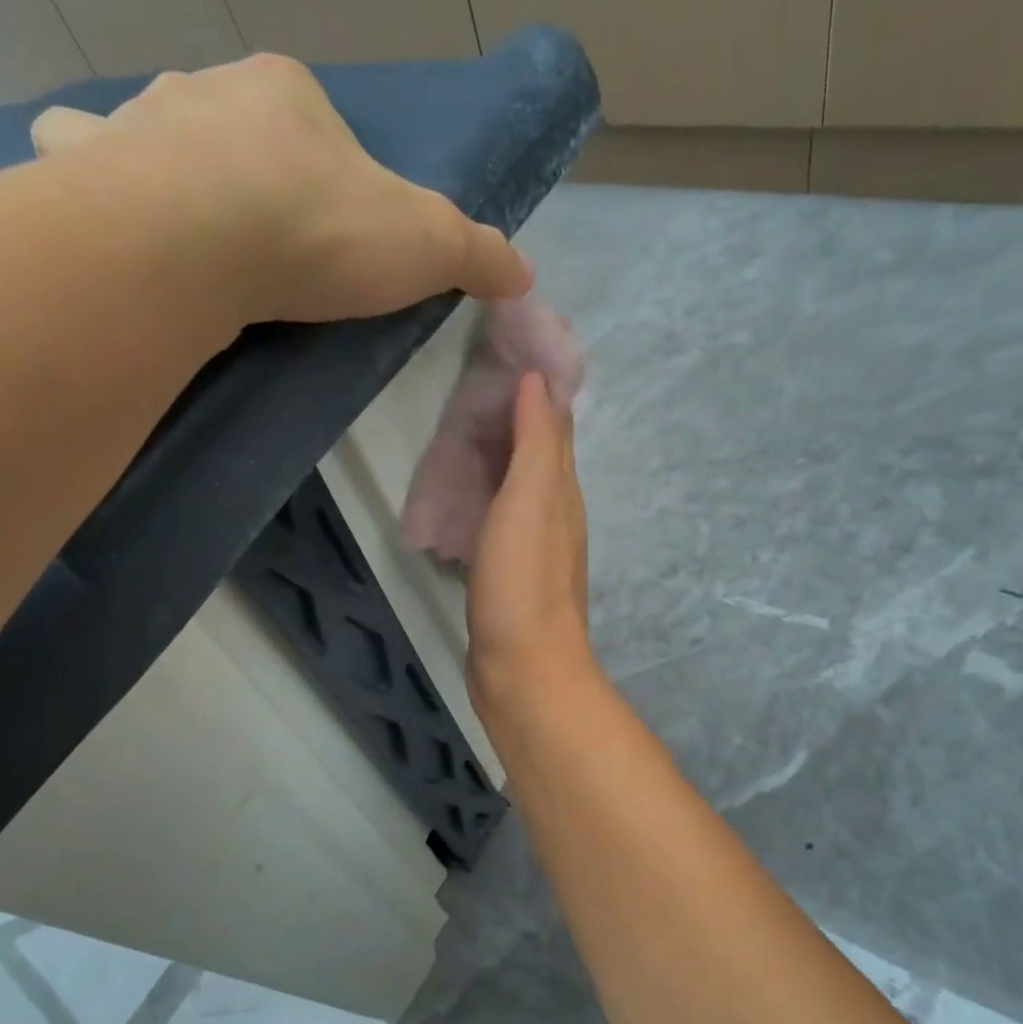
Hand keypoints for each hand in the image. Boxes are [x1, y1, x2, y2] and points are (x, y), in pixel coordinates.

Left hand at [31, 54, 532, 325]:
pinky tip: (106, 219)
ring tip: (184, 231)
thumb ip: (477, 254)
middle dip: (248, 170)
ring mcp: (138, 122)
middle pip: (235, 126)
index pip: (316, 124)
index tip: (331, 235)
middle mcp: (207, 89)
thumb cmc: (319, 230)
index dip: (328, 176)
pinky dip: (89, 178)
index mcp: (287, 93)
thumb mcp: (426, 245)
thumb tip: (524, 272)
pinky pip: (78, 156)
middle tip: (262, 244)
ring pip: (152, 129)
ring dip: (164, 165)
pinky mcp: (86, 171)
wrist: (200, 242)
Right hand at [467, 372, 595, 727]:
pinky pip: (498, 520)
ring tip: (460, 434)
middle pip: (537, 454)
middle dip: (513, 420)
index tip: (505, 354)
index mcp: (562, 491)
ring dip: (497, 459)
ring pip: (518, 487)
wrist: (523, 669)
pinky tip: (462, 499)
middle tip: (469, 390)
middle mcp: (555, 514)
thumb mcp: (532, 499)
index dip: (536, 390)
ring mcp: (533, 548)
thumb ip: (536, 441)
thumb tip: (538, 380)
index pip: (554, 426)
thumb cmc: (524, 581)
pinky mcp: (509, 576)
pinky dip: (485, 497)